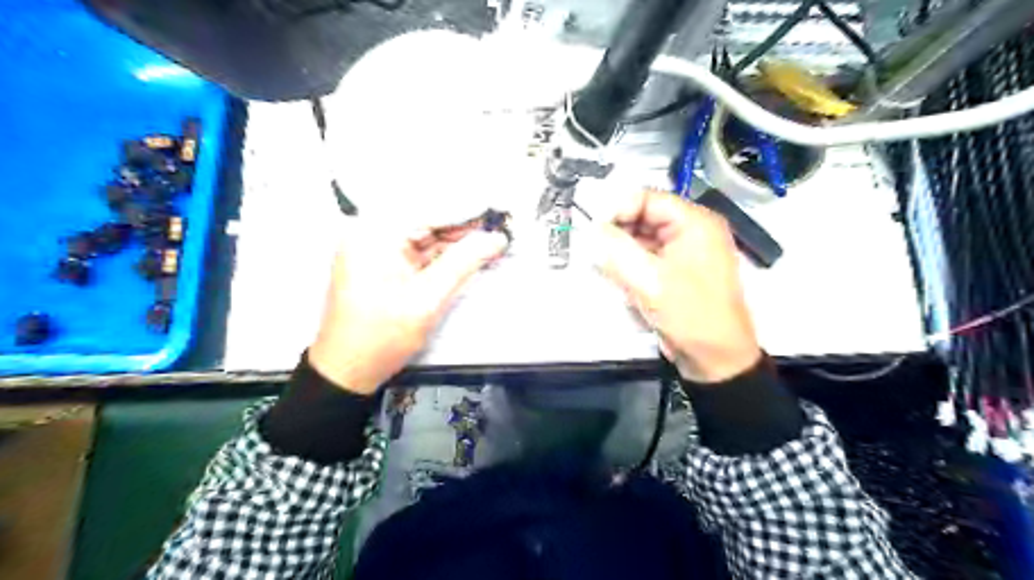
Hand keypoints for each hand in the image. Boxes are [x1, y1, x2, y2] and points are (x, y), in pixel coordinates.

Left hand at [307, 222, 508, 394]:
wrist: (347, 371)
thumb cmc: (382, 337)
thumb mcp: (427, 300)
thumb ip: (463, 263)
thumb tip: (497, 238)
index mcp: (375, 233)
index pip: (430, 209)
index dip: (468, 210)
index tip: (500, 212)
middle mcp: (371, 232)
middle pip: (427, 220)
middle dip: (464, 227)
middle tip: (502, 230)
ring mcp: (375, 247)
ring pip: (425, 235)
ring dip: (456, 242)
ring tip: (492, 243)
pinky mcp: (381, 263)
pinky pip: (418, 251)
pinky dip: (442, 255)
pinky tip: (468, 256)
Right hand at [600, 187, 756, 381]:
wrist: (716, 358)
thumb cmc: (690, 315)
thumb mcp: (649, 281)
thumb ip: (616, 250)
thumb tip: (590, 230)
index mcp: (695, 222)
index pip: (647, 199)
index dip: (617, 210)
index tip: (593, 231)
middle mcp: (692, 230)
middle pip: (644, 217)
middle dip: (618, 232)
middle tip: (596, 251)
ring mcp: (685, 252)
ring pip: (643, 238)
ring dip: (623, 251)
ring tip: (608, 268)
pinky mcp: (677, 271)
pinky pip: (648, 257)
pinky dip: (631, 265)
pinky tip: (622, 280)